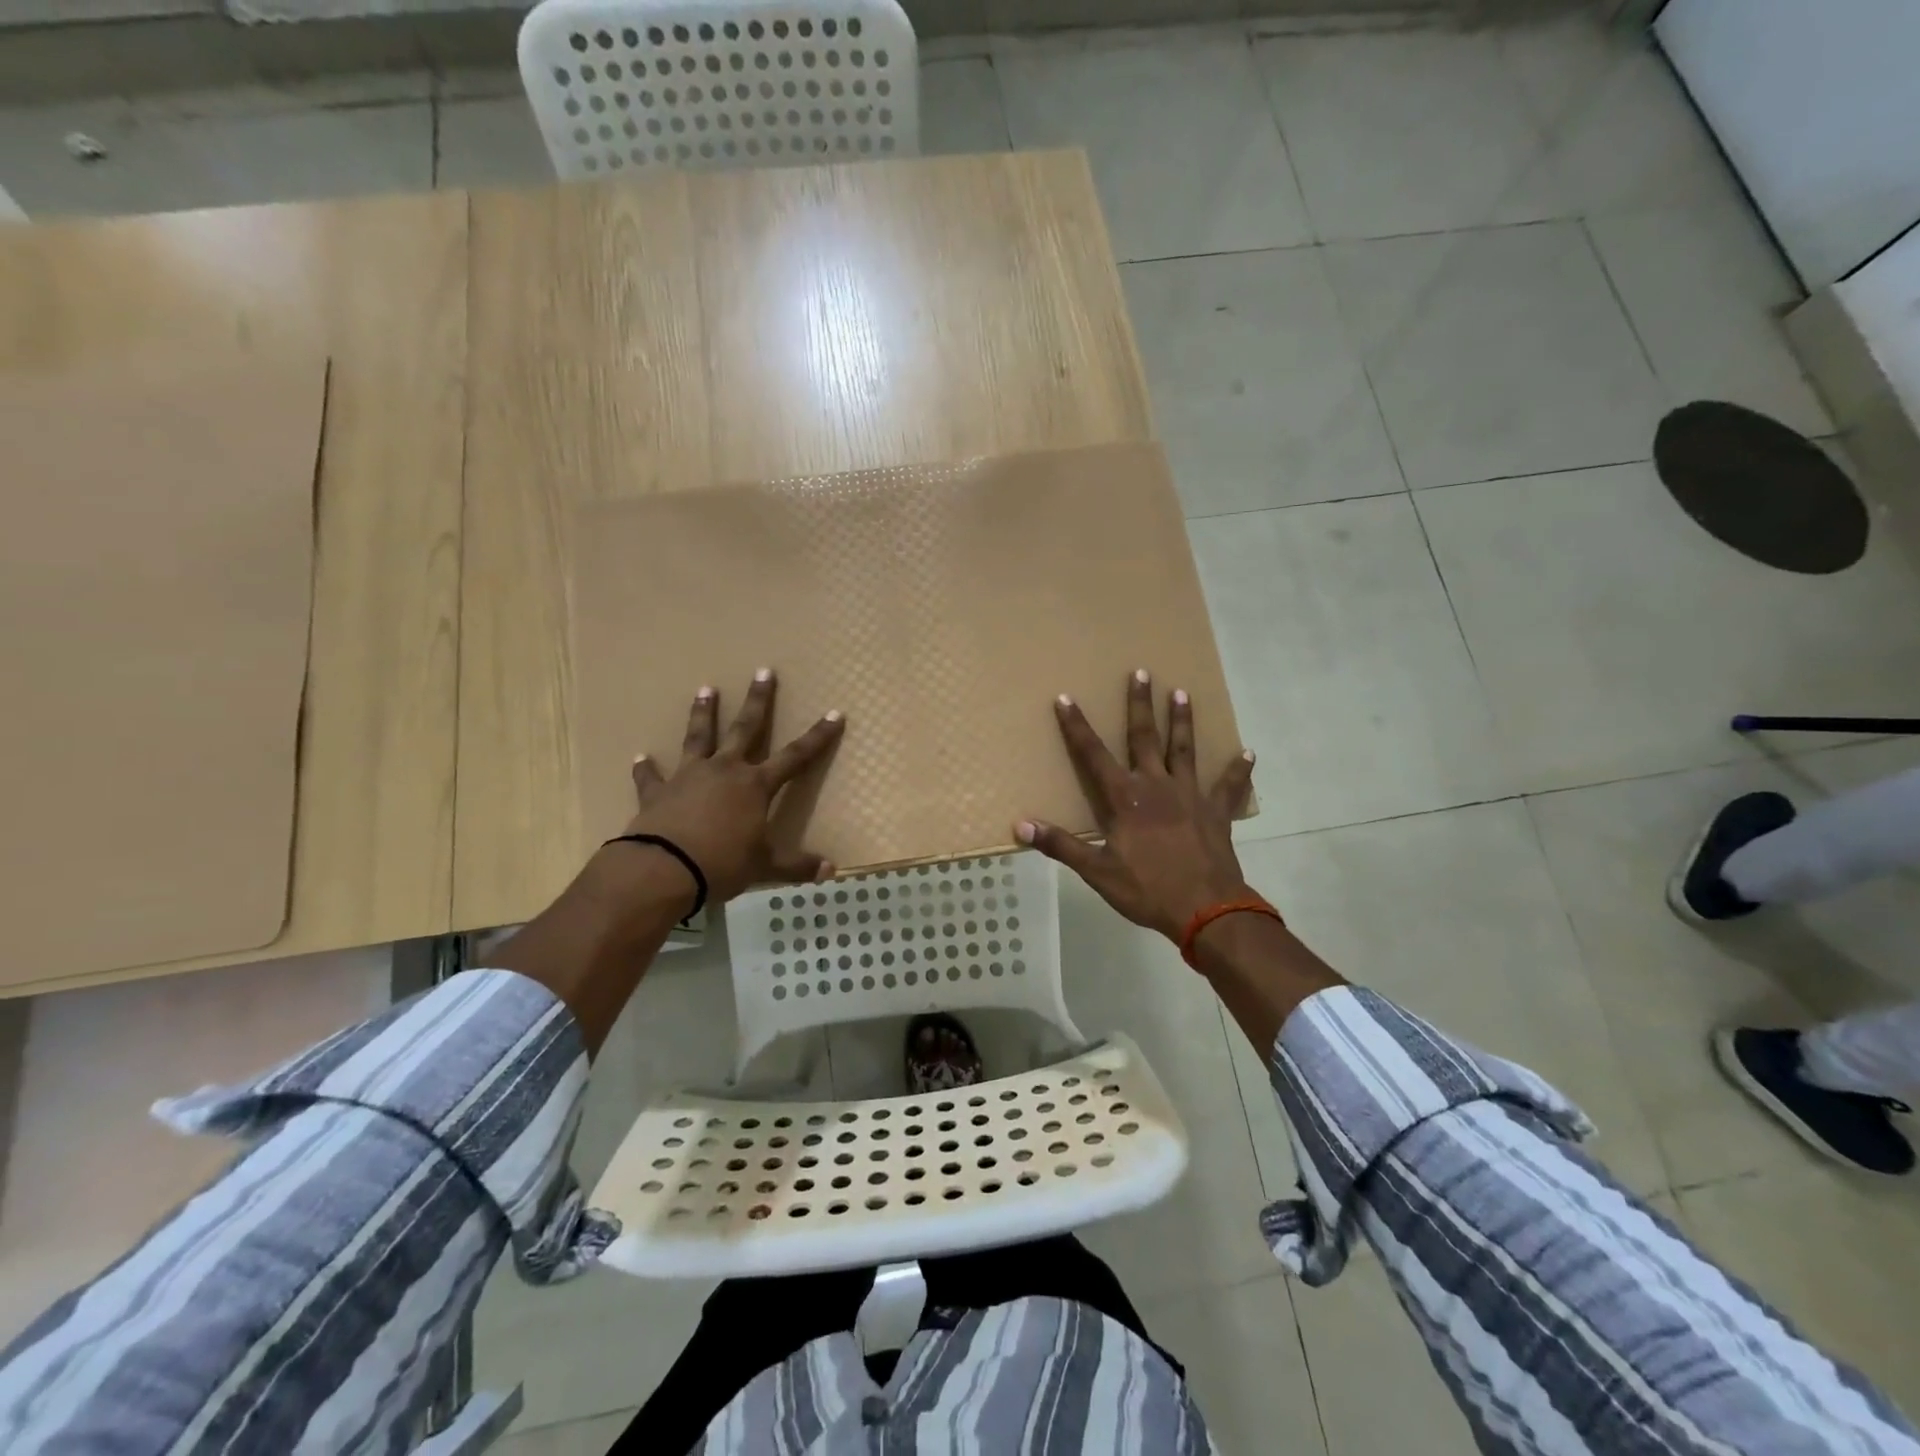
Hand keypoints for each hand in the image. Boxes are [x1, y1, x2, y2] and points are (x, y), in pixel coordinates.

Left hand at [619, 669, 844, 904]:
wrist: (663, 869)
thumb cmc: (722, 864)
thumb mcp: (765, 867)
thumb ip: (797, 866)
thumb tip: (832, 871)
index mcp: (755, 786)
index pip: (795, 757)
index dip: (817, 736)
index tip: (834, 713)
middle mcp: (725, 771)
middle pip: (745, 728)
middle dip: (758, 701)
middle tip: (762, 671)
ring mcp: (689, 777)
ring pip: (698, 737)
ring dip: (702, 713)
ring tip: (705, 689)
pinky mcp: (658, 792)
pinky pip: (651, 777)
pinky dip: (646, 768)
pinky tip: (640, 757)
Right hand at [1016, 670, 1255, 941]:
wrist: (1206, 909)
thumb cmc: (1147, 889)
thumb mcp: (1097, 871)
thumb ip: (1060, 845)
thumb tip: (1020, 826)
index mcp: (1125, 799)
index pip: (1093, 755)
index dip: (1076, 727)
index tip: (1065, 698)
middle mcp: (1157, 786)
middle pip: (1145, 738)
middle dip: (1140, 704)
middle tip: (1142, 672)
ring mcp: (1190, 796)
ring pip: (1185, 750)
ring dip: (1183, 721)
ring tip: (1183, 693)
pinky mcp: (1216, 812)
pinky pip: (1229, 787)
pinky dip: (1238, 771)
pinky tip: (1248, 754)